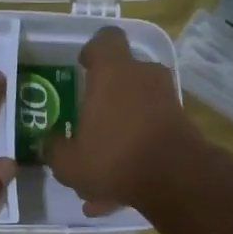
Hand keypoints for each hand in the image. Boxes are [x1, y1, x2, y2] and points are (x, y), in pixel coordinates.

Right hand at [45, 26, 204, 213]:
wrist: (176, 179)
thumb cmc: (115, 157)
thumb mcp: (69, 162)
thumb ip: (55, 148)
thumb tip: (50, 142)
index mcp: (113, 72)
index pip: (105, 39)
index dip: (93, 50)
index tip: (84, 67)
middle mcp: (143, 77)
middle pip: (124, 76)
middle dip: (106, 100)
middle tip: (89, 125)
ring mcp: (167, 100)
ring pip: (136, 111)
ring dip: (119, 135)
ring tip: (100, 174)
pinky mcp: (182, 126)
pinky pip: (150, 135)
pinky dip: (134, 156)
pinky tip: (117, 194)